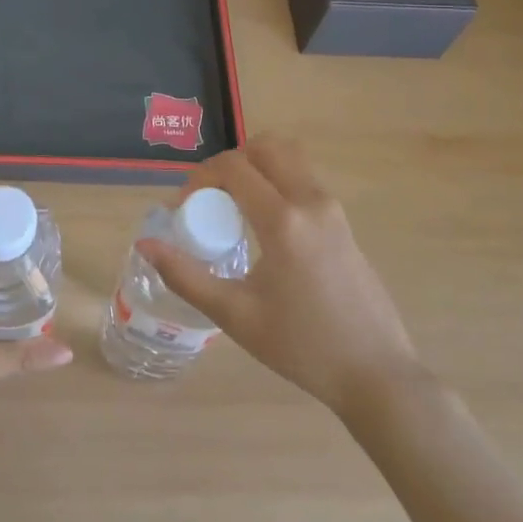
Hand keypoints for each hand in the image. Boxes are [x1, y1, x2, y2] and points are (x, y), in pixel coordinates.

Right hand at [138, 134, 425, 415]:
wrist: (376, 374)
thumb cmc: (301, 347)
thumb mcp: (236, 315)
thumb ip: (186, 276)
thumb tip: (145, 244)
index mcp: (283, 221)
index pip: (234, 167)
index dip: (201, 177)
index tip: (185, 207)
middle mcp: (310, 201)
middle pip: (265, 147)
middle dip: (230, 162)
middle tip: (210, 198)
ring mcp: (332, 208)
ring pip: (289, 157)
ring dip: (256, 167)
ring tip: (235, 206)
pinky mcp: (343, 221)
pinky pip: (304, 179)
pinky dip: (277, 181)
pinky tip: (263, 224)